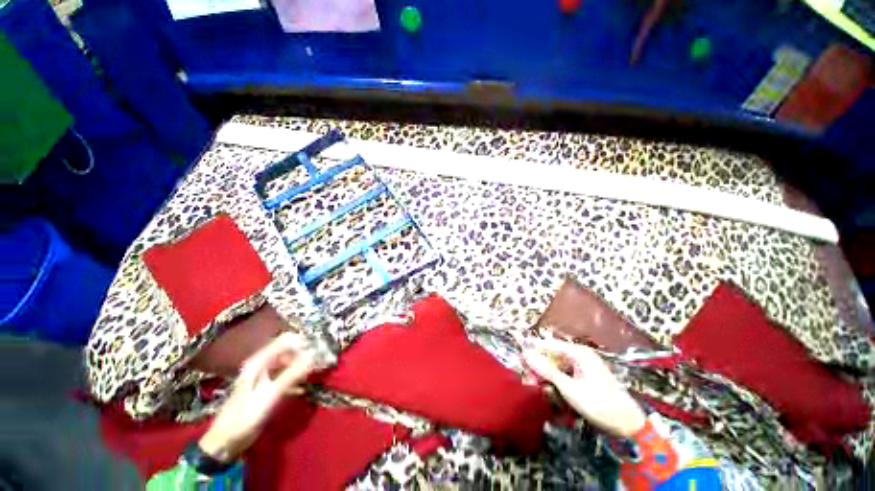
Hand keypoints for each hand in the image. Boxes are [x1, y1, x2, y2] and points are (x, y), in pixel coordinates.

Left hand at [198, 332, 316, 461]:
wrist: (226, 441)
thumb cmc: (245, 415)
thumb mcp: (270, 394)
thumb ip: (292, 374)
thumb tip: (313, 356)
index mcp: (260, 361)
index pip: (285, 340)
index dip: (303, 341)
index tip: (319, 349)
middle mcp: (262, 365)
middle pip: (288, 351)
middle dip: (304, 354)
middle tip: (320, 361)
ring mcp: (264, 376)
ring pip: (288, 363)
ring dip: (301, 366)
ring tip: (314, 373)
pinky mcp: (266, 388)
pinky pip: (285, 377)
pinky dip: (295, 379)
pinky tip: (302, 389)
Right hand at [523, 338, 645, 437]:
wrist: (629, 425)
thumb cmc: (600, 404)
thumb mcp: (570, 388)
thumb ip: (546, 371)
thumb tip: (525, 354)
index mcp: (578, 353)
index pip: (548, 344)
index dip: (532, 349)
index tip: (518, 357)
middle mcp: (580, 356)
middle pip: (552, 356)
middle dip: (540, 369)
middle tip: (529, 381)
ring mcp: (583, 367)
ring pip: (557, 367)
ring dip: (548, 378)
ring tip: (542, 390)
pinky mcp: (585, 378)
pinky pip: (565, 376)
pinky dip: (558, 384)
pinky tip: (555, 394)